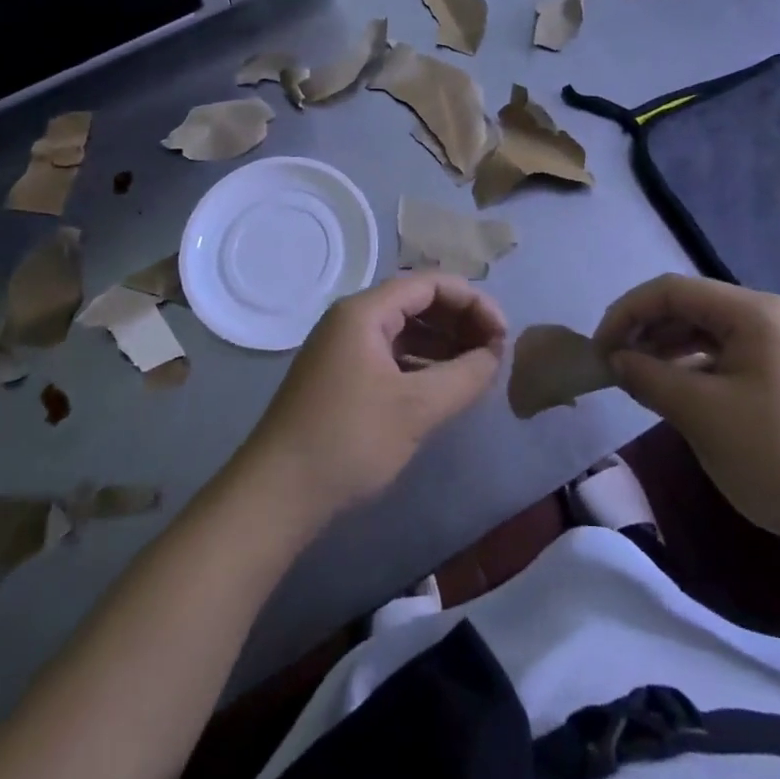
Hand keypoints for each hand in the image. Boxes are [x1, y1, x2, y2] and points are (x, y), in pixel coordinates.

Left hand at [242, 274, 505, 518]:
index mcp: (365, 311)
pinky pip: (391, 355)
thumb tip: (495, 354)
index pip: (430, 283)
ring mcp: (343, 348)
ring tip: (477, 369)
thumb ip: (465, 375)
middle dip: (460, 321)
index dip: (473, 302)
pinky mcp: (341, 376)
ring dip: (444, 344)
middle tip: (494, 352)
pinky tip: (444, 387)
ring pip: (405, 330)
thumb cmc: (348, 440)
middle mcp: (352, 319)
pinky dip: (422, 364)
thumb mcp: (417, 408)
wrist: (276, 494)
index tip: (503, 334)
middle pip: (417, 302)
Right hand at [595, 274, 779, 565]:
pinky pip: (719, 359)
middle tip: (610, 365)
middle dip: (643, 330)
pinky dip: (687, 370)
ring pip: (701, 334)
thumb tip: (614, 359)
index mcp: (750, 312)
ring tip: (632, 378)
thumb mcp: (702, 414)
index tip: (598, 349)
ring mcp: (773, 349)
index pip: (671, 290)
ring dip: (662, 350)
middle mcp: (762, 318)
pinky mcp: (776, 380)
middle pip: (686, 307)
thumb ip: (649, 377)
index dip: (627, 312)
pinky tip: (668, 394)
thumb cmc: (778, 455)